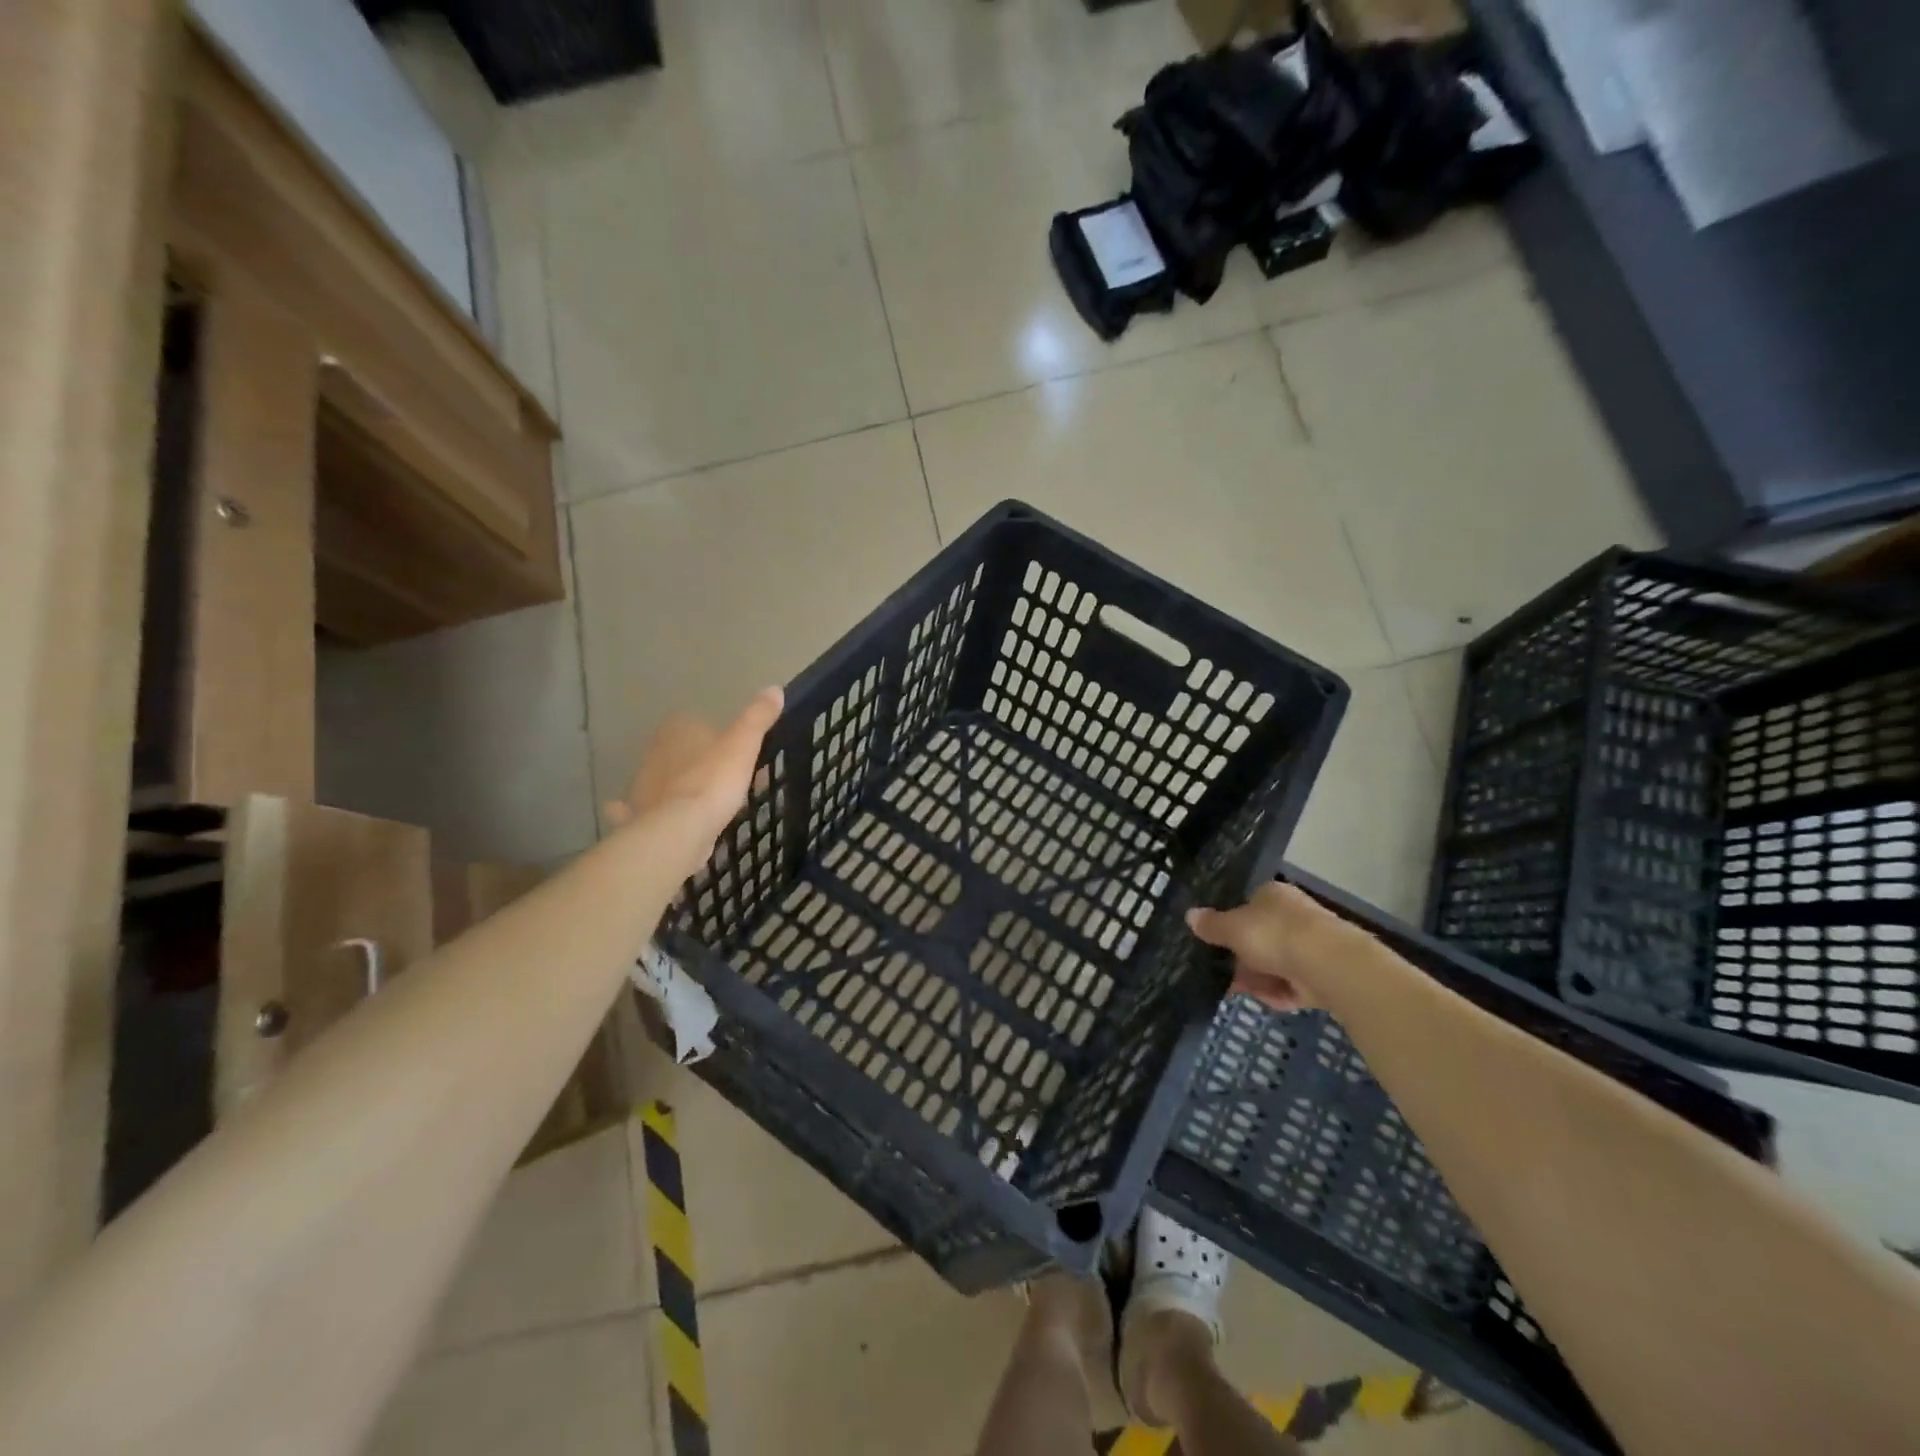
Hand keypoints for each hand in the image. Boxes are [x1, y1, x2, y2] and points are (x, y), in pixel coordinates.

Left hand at [604, 687, 783, 878]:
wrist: (680, 830)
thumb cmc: (713, 781)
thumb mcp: (743, 745)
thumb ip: (757, 718)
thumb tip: (774, 689)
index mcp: (678, 730)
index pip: (697, 724)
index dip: (719, 738)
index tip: (740, 755)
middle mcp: (655, 753)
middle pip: (682, 753)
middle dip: (701, 763)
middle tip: (732, 781)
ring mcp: (644, 786)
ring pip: (664, 780)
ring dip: (680, 787)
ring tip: (710, 804)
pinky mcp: (641, 816)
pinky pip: (647, 811)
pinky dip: (655, 813)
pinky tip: (669, 821)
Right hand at [1186, 881, 1357, 1012]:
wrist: (1329, 965)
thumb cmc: (1275, 934)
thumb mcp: (1233, 928)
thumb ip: (1212, 925)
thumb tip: (1190, 915)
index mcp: (1273, 894)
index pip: (1247, 905)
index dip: (1230, 925)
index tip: (1216, 944)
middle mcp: (1294, 915)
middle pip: (1260, 937)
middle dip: (1242, 958)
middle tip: (1224, 973)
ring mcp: (1311, 945)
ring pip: (1276, 963)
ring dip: (1258, 978)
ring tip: (1241, 991)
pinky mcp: (1324, 974)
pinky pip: (1293, 984)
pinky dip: (1279, 992)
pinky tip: (1268, 1000)